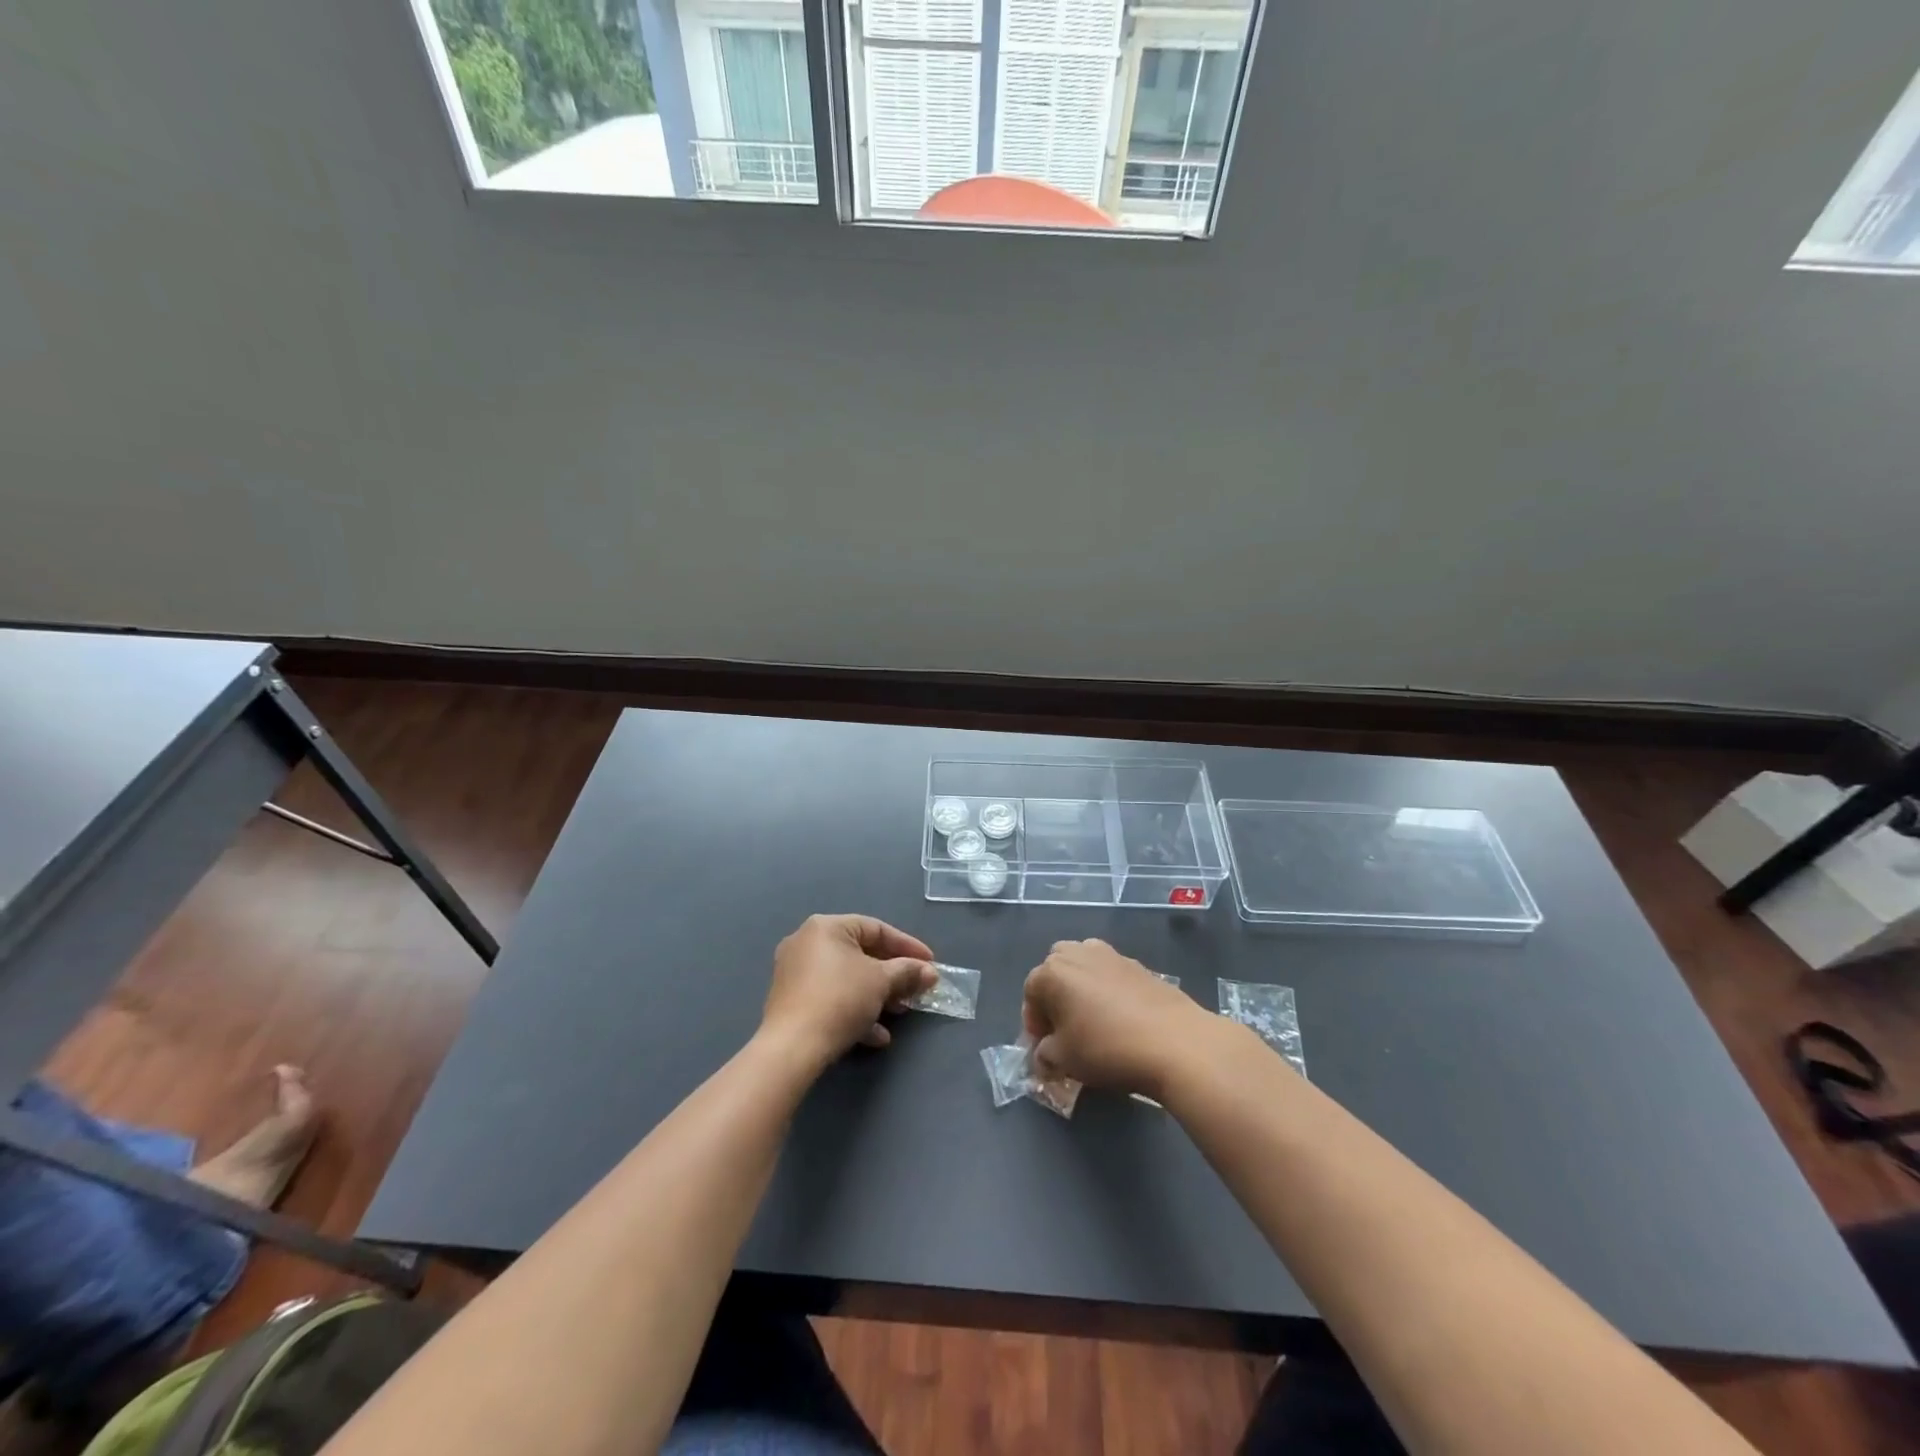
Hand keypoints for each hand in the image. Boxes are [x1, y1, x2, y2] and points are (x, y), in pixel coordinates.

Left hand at [761, 914, 935, 1070]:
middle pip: (861, 954)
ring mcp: (795, 972)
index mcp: (826, 927)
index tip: (930, 963)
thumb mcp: (881, 981)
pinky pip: (831, 997)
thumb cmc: (840, 999)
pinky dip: (854, 1010)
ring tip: (899, 1013)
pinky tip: (875, 1035)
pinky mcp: (792, 1001)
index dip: (907, 946)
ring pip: (847, 978)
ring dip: (877, 995)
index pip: (876, 929)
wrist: (792, 1048)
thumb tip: (929, 972)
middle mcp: (806, 942)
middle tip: (916, 989)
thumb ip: (907, 971)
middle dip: (892, 975)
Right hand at [1022, 939, 1209, 1097]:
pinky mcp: (1139, 964)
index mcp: (1052, 972)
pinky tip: (1121, 1019)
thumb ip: (1045, 1055)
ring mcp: (1110, 954)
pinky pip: (1111, 974)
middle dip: (1055, 997)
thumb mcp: (1064, 1060)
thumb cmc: (1107, 1048)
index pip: (1030, 993)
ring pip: (1084, 967)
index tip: (1045, 1048)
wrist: (1174, 1041)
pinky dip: (1108, 990)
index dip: (1033, 1022)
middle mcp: (1078, 953)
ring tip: (1093, 1021)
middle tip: (1065, 1030)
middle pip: (1055, 970)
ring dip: (1081, 988)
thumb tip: (1044, 1054)